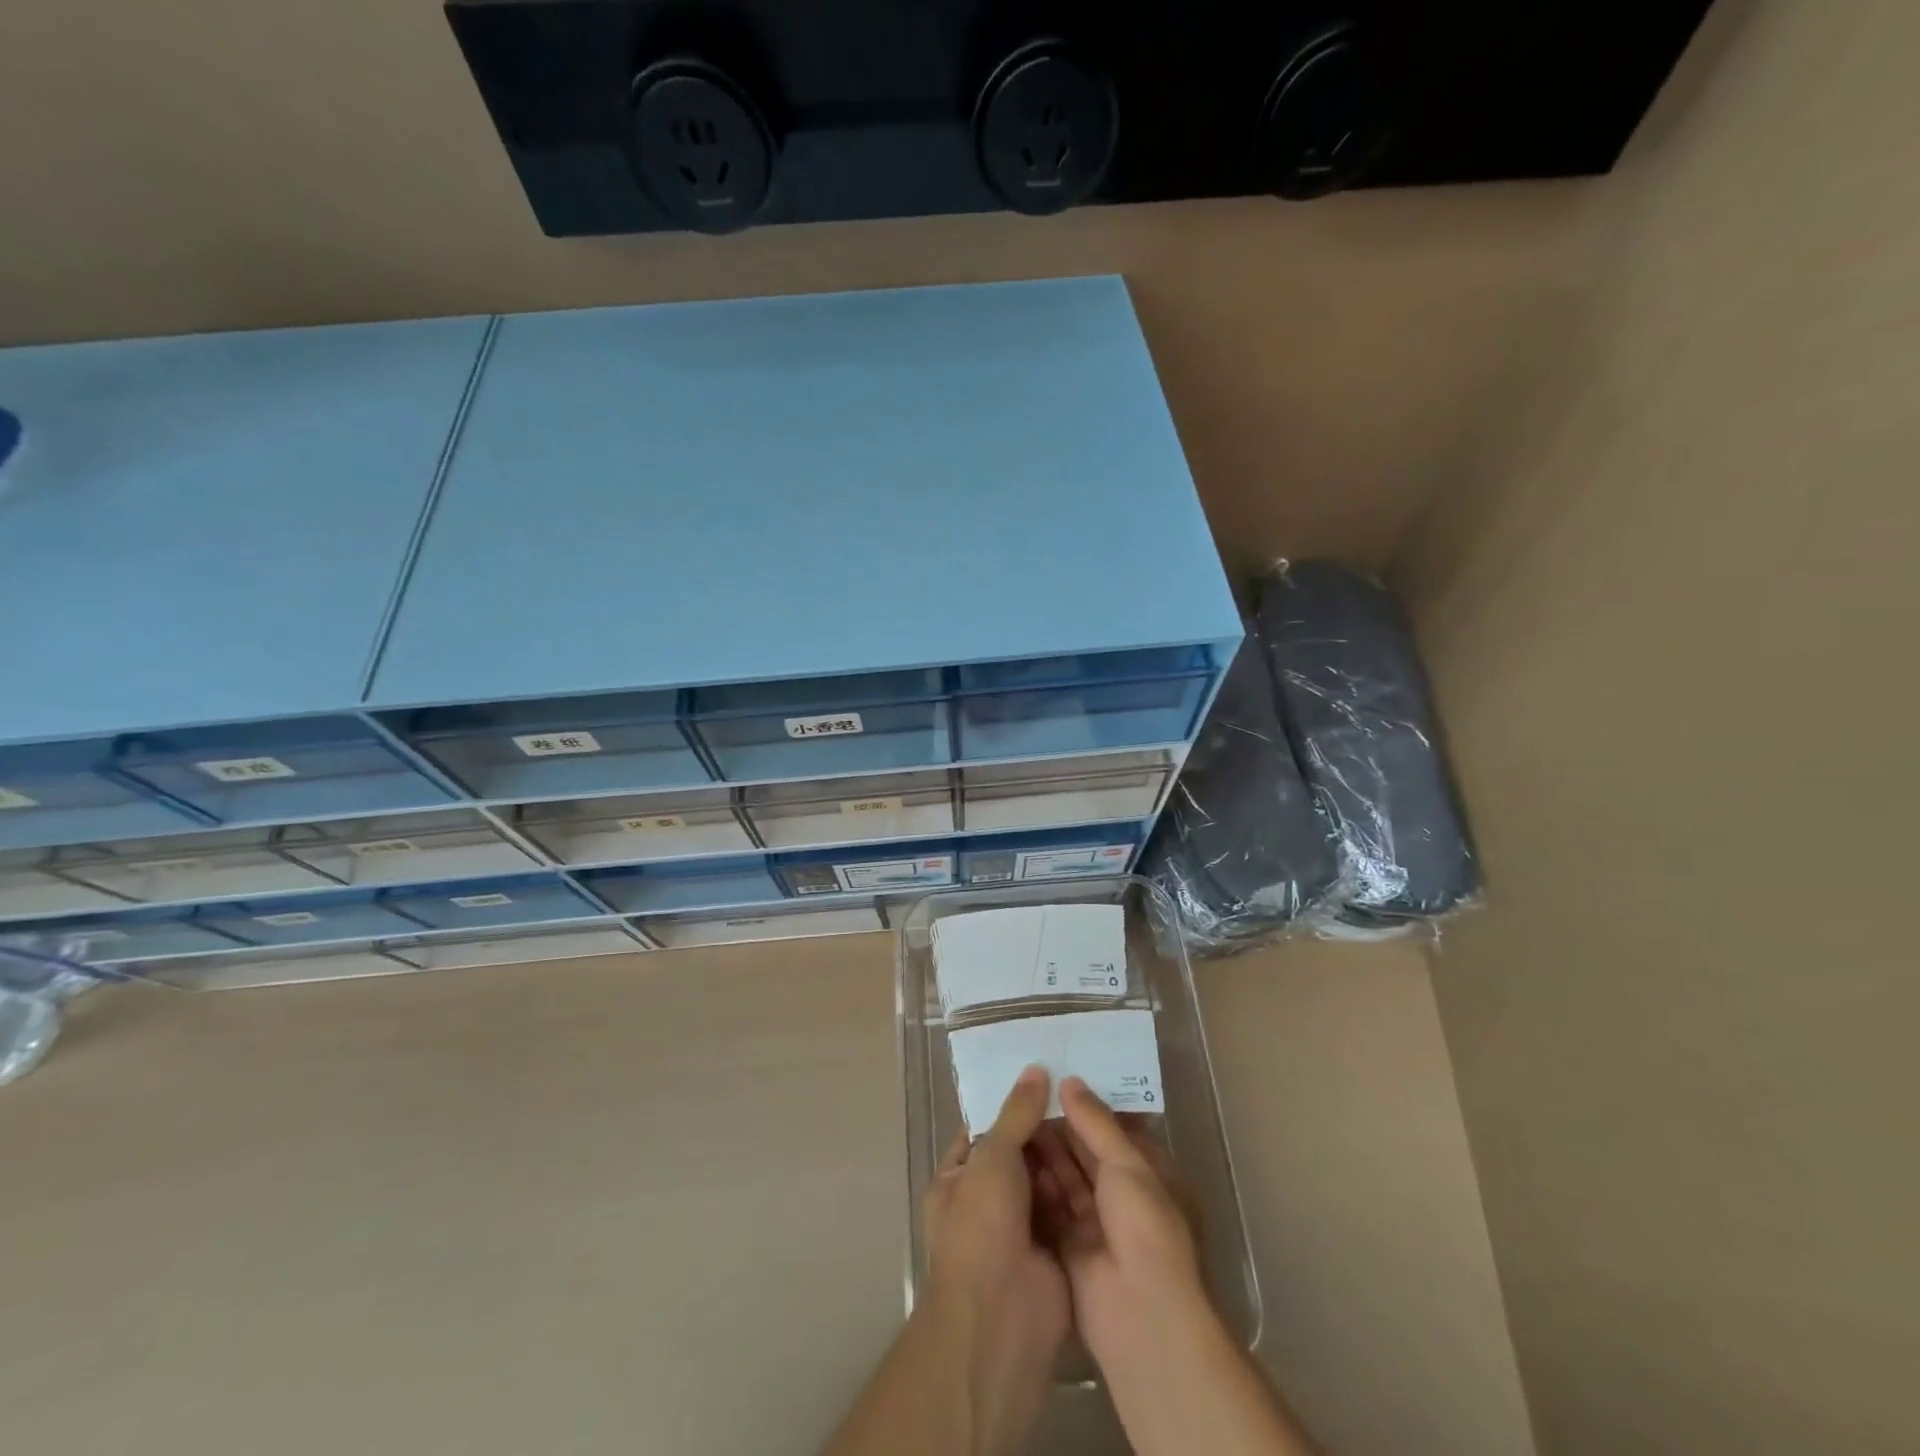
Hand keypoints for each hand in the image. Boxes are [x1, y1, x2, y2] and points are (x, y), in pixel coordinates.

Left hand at [920, 1065, 1070, 1449]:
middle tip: (1081, 1090)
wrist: (1002, 1318)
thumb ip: (1016, 1113)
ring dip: (1068, 1156)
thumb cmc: (982, 1226)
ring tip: (1101, 1113)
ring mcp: (1021, 1231)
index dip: (1010, 1106)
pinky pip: (1069, 1210)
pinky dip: (1084, 1189)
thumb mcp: (993, 1157)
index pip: (983, 1132)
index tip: (1044, 1077)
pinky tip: (1110, 1155)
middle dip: (1045, 1130)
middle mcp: (986, 1204)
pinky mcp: (1054, 1252)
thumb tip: (1036, 1069)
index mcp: (957, 1181)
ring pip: (1047, 1182)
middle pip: (1019, 1156)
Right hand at [1027, 1075, 1209, 1369]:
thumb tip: (1070, 1081)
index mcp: (1148, 1174)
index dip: (1088, 1107)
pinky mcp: (1070, 1247)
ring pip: (1066, 1178)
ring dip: (1044, 1153)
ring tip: (1012, 1118)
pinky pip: (1050, 1208)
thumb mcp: (1126, 1163)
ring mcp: (1097, 1224)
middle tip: (1025, 1095)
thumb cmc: (1145, 1226)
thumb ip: (1095, 1122)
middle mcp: (1123, 1197)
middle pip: (1087, 1153)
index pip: (1114, 1132)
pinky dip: (1034, 1186)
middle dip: (1060, 1128)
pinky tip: (1010, 1158)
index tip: (1056, 1080)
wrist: (1141, 1313)